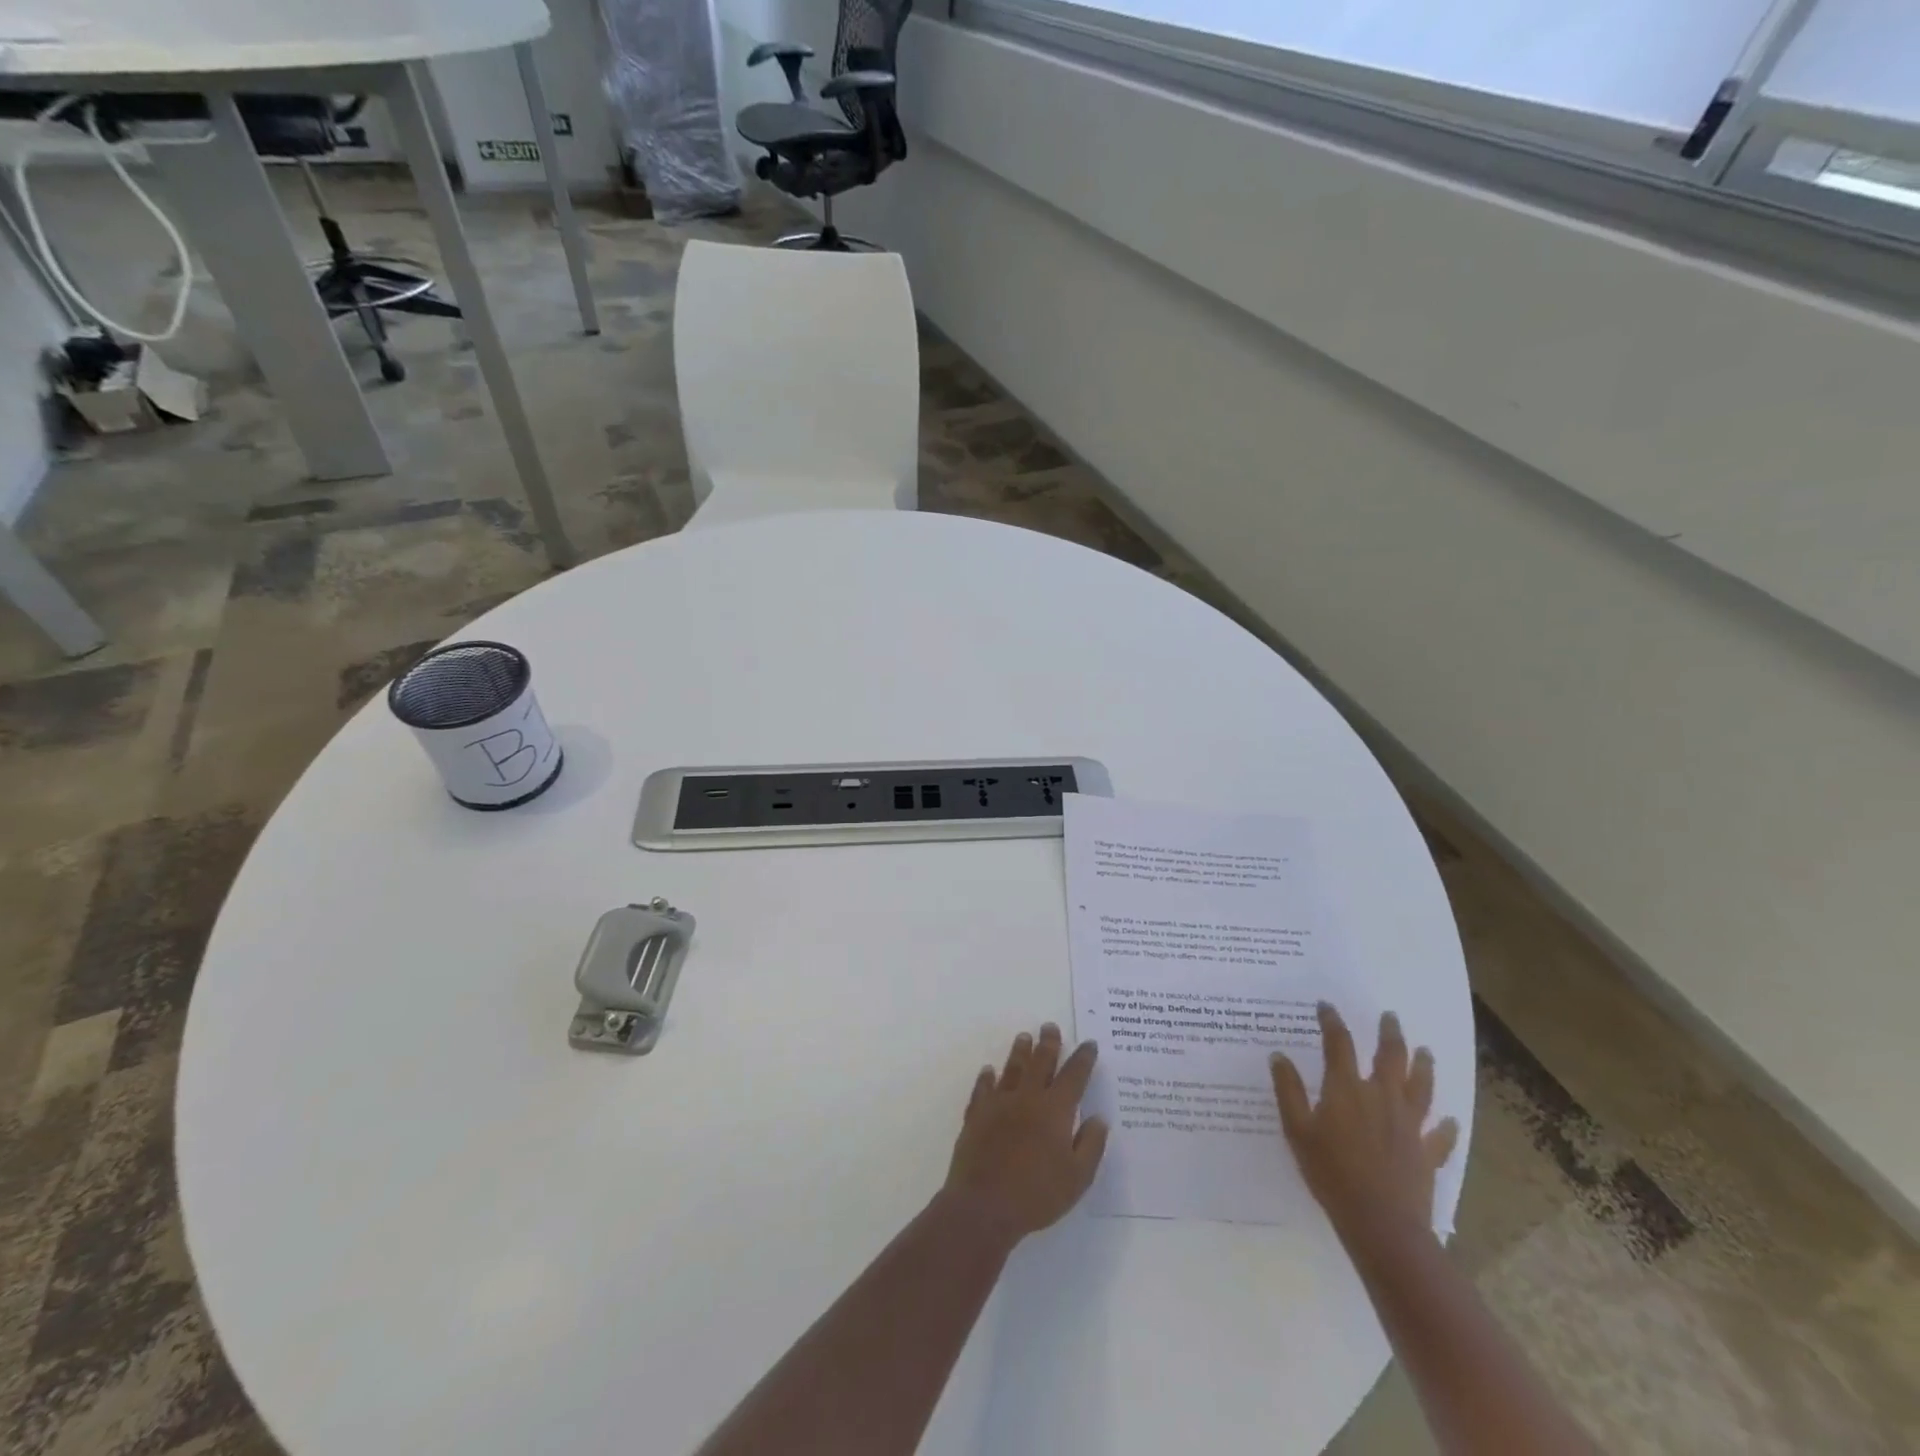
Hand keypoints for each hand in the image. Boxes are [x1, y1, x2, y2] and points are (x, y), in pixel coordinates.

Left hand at [943, 1024, 1108, 1243]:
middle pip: (1040, 1063)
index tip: (1089, 1044)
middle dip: (1048, 1043)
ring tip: (1024, 1037)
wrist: (984, 1205)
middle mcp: (1027, 1098)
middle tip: (1050, 1026)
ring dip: (1019, 1052)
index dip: (1083, 1059)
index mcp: (1055, 1110)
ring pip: (1011, 1069)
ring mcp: (999, 1104)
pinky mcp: (976, 1115)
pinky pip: (982, 1089)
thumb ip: (1091, 1145)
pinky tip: (988, 1071)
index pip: (1073, 1076)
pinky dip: (986, 1078)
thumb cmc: (1037, 1194)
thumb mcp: (1077, 1178)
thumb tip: (1098, 1118)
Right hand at [1271, 1004, 1458, 1247]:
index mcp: (1347, 1089)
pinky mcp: (1427, 1153)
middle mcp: (1382, 1097)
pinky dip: (1446, 1127)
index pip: (1339, 1043)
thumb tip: (1279, 1056)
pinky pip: (1441, 1135)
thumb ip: (1288, 1091)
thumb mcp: (1297, 1130)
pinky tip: (1450, 1121)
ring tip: (1425, 1050)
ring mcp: (1409, 1125)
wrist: (1381, 1223)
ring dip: (1423, 1065)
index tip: (1325, 1006)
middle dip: (1389, 1033)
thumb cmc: (1331, 1173)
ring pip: (1421, 1086)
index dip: (1331, 1021)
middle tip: (1390, 1016)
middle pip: (1389, 1056)